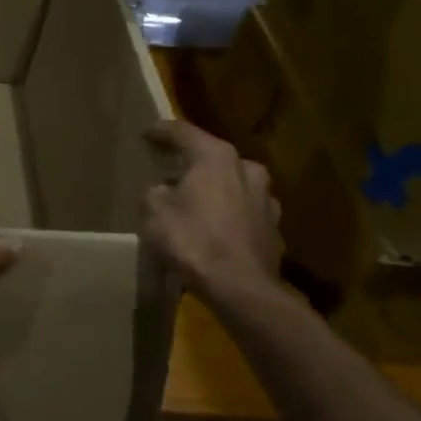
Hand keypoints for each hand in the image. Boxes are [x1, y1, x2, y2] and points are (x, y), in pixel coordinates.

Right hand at [143, 122, 283, 308]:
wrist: (241, 288)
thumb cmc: (193, 240)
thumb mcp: (153, 212)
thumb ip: (155, 193)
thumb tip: (163, 191)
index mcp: (216, 157)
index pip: (183, 133)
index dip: (161, 132)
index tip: (146, 133)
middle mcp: (247, 169)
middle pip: (214, 158)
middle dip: (193, 163)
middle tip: (171, 170)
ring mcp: (267, 200)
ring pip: (233, 185)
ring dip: (214, 190)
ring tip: (194, 202)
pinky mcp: (274, 229)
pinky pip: (243, 213)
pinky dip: (227, 216)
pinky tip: (213, 230)